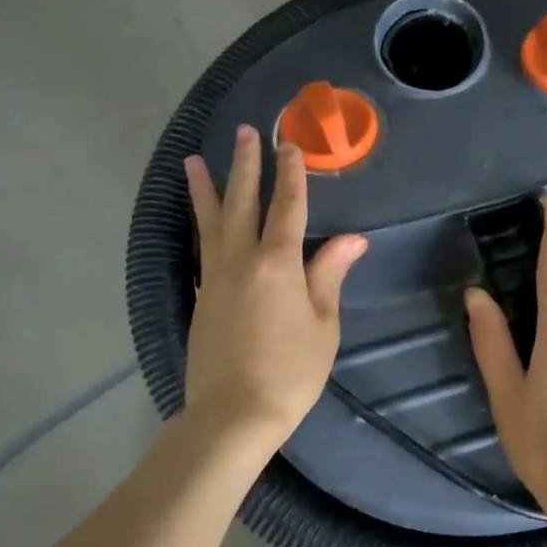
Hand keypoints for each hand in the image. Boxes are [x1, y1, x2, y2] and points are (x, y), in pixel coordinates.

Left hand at [183, 126, 367, 447]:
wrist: (233, 414)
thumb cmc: (290, 371)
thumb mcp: (323, 325)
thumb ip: (329, 275)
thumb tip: (352, 239)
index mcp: (277, 263)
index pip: (287, 207)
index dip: (291, 175)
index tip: (290, 145)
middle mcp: (241, 260)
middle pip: (242, 203)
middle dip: (246, 166)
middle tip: (245, 133)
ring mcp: (216, 278)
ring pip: (210, 222)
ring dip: (206, 188)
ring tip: (194, 160)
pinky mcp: (203, 297)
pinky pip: (202, 248)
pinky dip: (200, 225)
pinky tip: (200, 219)